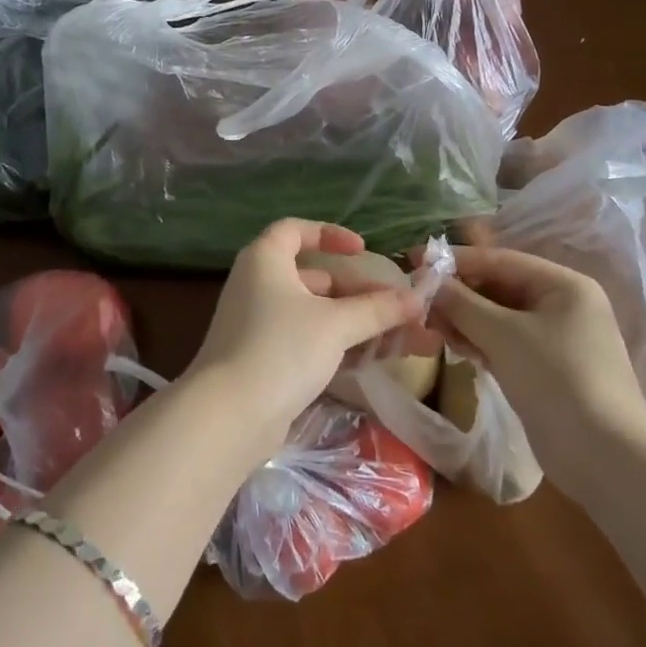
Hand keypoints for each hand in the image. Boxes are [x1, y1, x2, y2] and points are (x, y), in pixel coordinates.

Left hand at [186, 220, 426, 458]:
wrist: (229, 415)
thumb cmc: (281, 348)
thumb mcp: (335, 324)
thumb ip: (376, 310)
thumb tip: (416, 299)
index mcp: (265, 259)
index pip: (295, 231)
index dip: (329, 235)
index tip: (362, 251)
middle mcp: (257, 284)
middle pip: (313, 277)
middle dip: (358, 291)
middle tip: (396, 307)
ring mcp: (258, 324)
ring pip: (314, 313)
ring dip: (354, 322)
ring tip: (398, 337)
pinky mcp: (263, 359)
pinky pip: (306, 340)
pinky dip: (336, 344)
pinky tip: (370, 360)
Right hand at [429, 244, 645, 495]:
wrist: (607, 459)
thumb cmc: (556, 380)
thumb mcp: (502, 335)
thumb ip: (461, 303)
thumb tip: (427, 281)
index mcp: (563, 285)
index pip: (500, 260)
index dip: (456, 259)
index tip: (416, 260)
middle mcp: (564, 304)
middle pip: (500, 287)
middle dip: (460, 294)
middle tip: (421, 301)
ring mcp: (558, 338)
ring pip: (500, 317)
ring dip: (466, 319)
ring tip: (433, 327)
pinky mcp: (549, 368)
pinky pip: (507, 342)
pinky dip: (481, 341)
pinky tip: (456, 348)